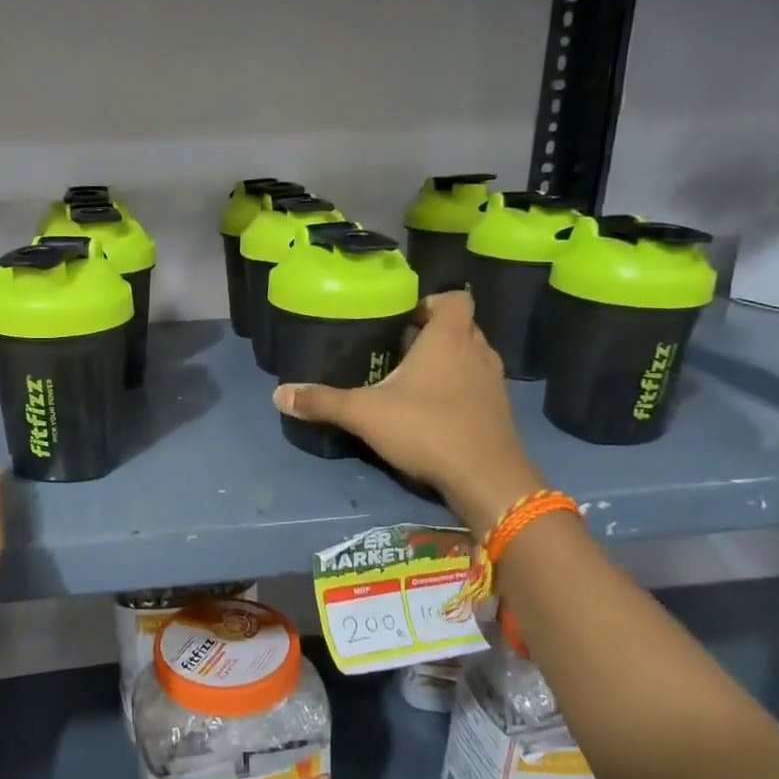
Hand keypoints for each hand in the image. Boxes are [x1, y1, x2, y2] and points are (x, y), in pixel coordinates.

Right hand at [273, 291, 542, 533]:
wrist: (487, 479)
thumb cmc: (427, 429)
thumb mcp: (365, 413)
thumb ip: (323, 401)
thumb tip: (279, 393)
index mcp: (449, 338)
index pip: (454, 298)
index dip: (431, 302)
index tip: (403, 319)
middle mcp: (478, 352)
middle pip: (461, 327)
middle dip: (432, 334)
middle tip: (398, 349)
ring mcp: (494, 383)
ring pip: (471, 358)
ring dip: (448, 362)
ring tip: (412, 380)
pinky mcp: (499, 413)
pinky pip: (477, 387)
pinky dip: (459, 391)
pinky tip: (432, 412)